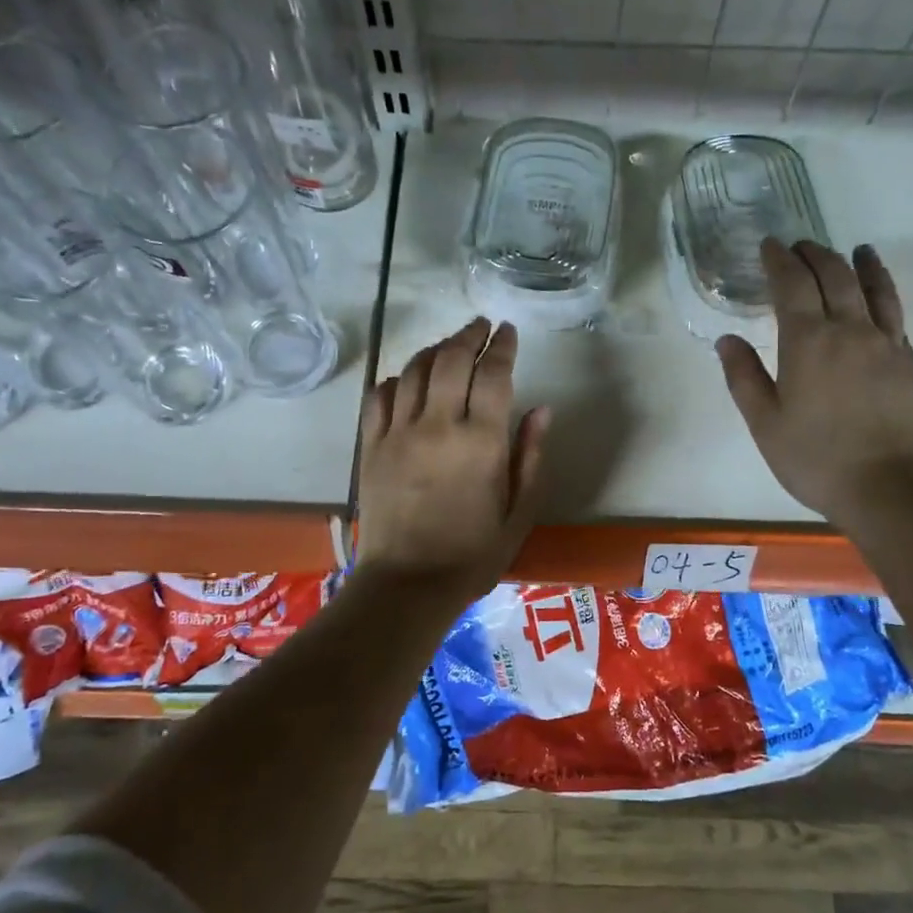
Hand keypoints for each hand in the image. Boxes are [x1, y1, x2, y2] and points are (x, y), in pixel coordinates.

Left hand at [354, 317, 549, 607]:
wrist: (407, 585)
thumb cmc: (472, 556)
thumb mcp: (519, 514)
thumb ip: (531, 458)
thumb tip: (541, 410)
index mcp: (482, 442)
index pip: (493, 374)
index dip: (503, 346)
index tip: (508, 331)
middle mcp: (438, 426)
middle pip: (452, 360)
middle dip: (469, 335)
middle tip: (480, 327)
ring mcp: (398, 433)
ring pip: (415, 370)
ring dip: (435, 349)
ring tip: (449, 346)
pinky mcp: (371, 447)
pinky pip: (380, 396)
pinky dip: (397, 379)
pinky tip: (408, 380)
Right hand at [717, 239, 912, 524]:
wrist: (888, 487)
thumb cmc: (814, 459)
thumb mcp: (765, 423)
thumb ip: (744, 377)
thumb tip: (728, 340)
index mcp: (808, 342)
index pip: (792, 284)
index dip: (780, 260)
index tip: (769, 245)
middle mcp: (849, 330)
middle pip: (834, 276)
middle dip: (814, 254)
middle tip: (800, 246)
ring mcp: (885, 343)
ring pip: (873, 288)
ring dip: (859, 264)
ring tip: (855, 250)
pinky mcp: (907, 362)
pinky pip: (896, 313)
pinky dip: (885, 292)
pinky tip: (880, 294)